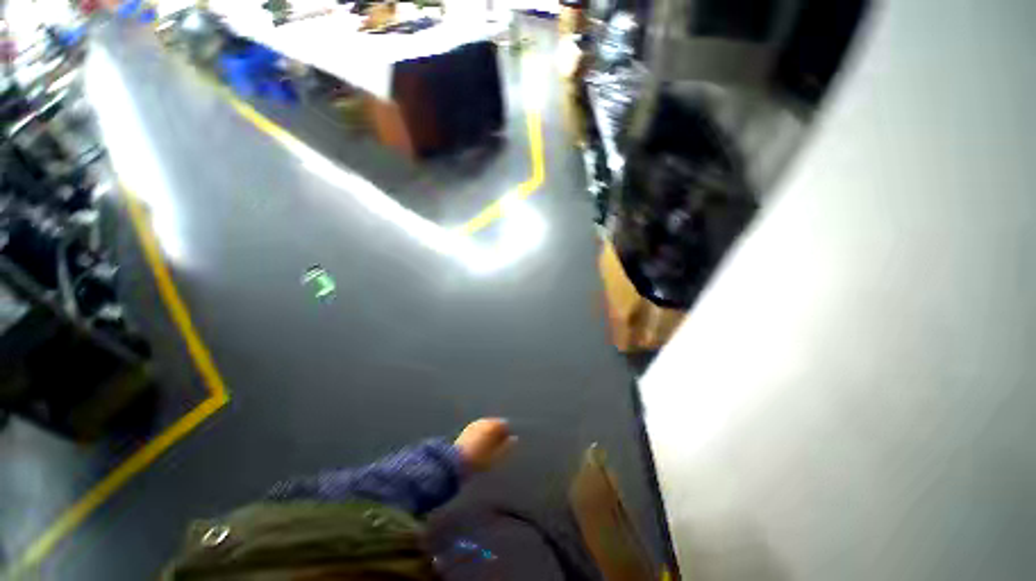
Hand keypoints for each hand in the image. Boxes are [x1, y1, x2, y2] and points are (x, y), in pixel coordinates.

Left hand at [454, 418, 515, 472]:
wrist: (457, 461)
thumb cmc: (480, 459)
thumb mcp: (496, 456)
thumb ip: (507, 446)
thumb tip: (514, 439)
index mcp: (493, 425)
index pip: (505, 424)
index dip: (507, 434)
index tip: (506, 444)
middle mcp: (484, 421)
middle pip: (495, 424)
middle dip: (497, 432)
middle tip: (497, 446)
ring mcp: (475, 424)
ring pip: (486, 426)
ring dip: (489, 433)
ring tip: (487, 447)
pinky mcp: (467, 429)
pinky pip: (479, 429)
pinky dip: (481, 434)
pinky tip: (479, 445)